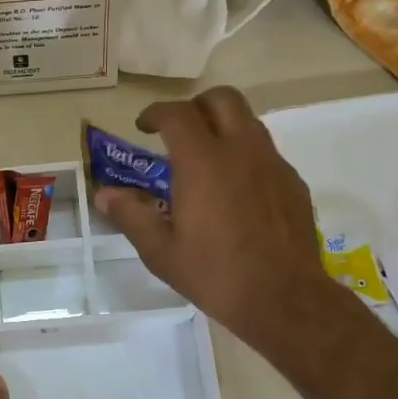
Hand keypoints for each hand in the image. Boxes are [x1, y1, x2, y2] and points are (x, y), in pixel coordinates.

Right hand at [93, 86, 351, 370]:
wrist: (285, 299)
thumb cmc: (215, 275)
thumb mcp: (161, 252)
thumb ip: (131, 215)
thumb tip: (104, 195)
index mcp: (203, 163)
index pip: (177, 114)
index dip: (155, 112)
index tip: (144, 127)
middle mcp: (241, 151)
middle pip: (222, 99)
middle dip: (196, 106)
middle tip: (179, 132)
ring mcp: (273, 164)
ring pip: (249, 121)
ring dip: (223, 127)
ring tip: (207, 159)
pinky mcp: (293, 182)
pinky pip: (266, 152)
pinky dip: (245, 155)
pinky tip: (236, 190)